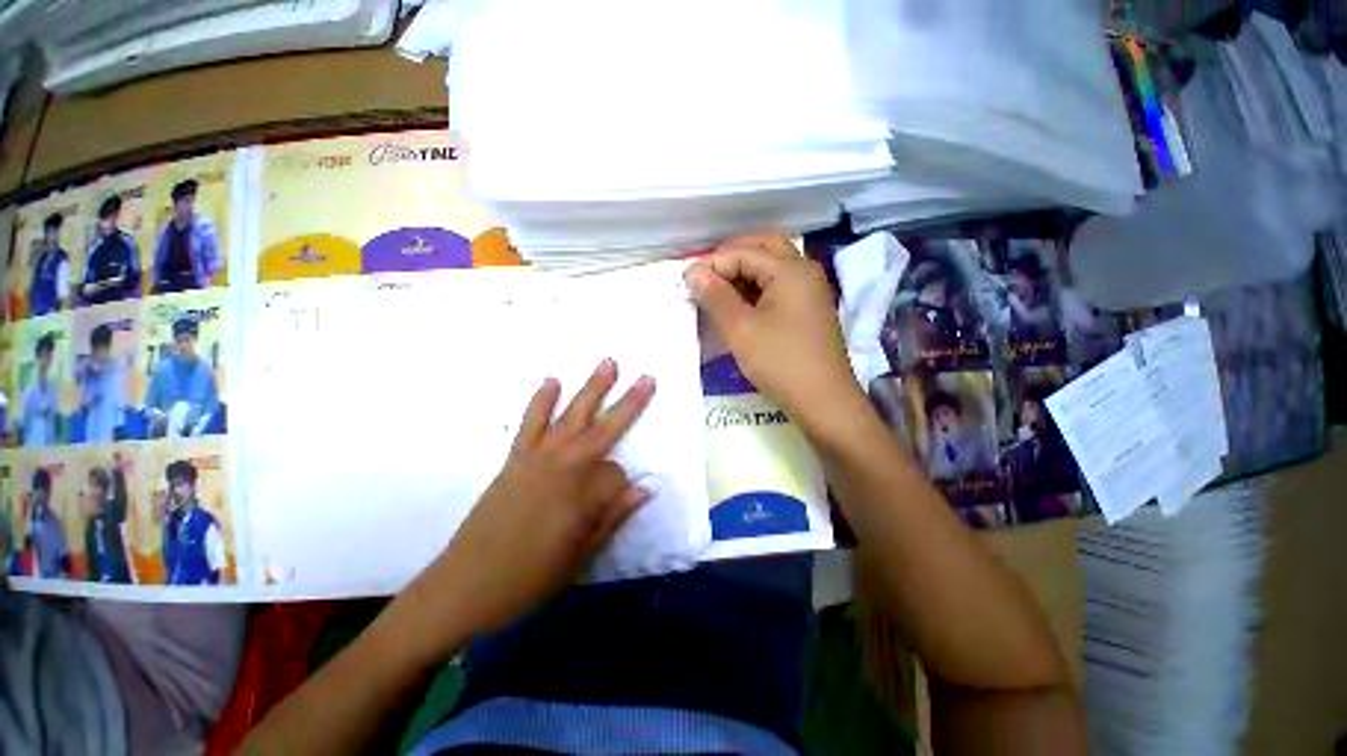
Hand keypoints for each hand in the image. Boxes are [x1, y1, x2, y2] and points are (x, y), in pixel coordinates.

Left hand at [396, 360, 655, 653]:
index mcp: (582, 495)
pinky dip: (542, 400)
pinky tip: (552, 380)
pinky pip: (531, 422)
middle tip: (647, 378)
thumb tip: (646, 488)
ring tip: (608, 363)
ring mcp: (538, 457)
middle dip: (629, 403)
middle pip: (604, 428)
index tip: (614, 505)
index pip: (617, 476)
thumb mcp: (580, 556)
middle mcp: (563, 466)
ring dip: (592, 388)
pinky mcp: (516, 457)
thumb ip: (613, 516)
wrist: (465, 585)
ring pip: (572, 415)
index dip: (621, 490)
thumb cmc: (529, 578)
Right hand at [684, 233, 866, 436]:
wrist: (824, 402)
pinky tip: (738, 305)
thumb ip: (715, 296)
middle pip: (764, 249)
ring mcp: (810, 292)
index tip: (686, 281)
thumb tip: (694, 272)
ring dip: (744, 272)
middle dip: (731, 257)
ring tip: (716, 290)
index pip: (744, 252)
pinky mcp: (808, 311)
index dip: (712, 263)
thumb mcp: (741, 329)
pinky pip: (779, 288)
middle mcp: (804, 273)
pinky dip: (756, 289)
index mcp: (791, 270)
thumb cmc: (781, 362)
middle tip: (705, 274)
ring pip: (772, 268)